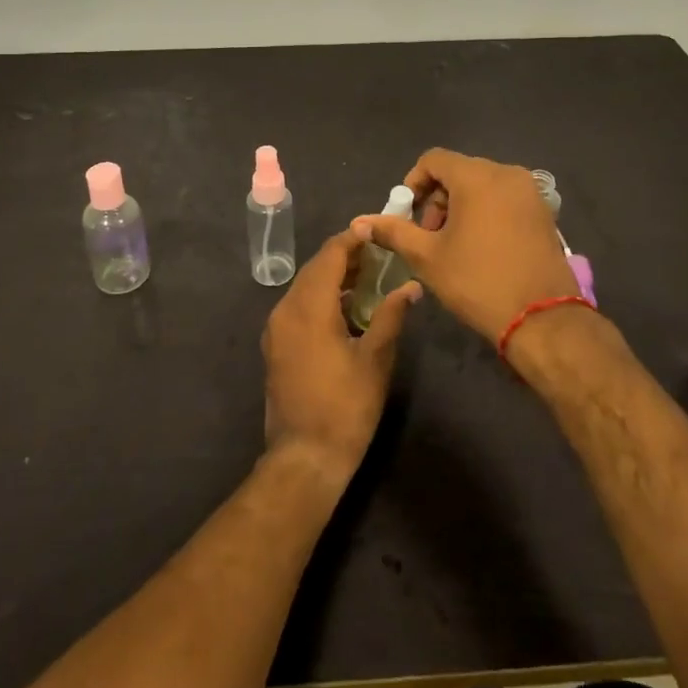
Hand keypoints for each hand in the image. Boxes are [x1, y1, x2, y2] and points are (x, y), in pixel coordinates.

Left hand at [262, 232, 418, 483]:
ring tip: (368, 276)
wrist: (304, 457)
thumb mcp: (375, 359)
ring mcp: (276, 329)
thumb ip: (392, 316)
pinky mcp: (276, 346)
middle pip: (315, 269)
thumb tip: (411, 286)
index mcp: (309, 307)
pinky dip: (321, 297)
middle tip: (378, 253)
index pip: (330, 256)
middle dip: (345, 257)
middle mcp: (285, 310)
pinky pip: (298, 307)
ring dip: (333, 277)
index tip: (375, 229)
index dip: (352, 239)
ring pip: (305, 287)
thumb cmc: (345, 407)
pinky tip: (345, 307)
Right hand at [352, 148, 576, 344]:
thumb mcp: (427, 257)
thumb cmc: (478, 281)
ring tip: (453, 245)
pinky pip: (504, 198)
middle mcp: (506, 173)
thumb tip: (359, 222)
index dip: (413, 183)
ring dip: (460, 206)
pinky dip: (486, 212)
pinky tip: (481, 247)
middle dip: (437, 198)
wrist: (542, 319)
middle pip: (459, 172)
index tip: (407, 215)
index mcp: (477, 176)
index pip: (434, 159)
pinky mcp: (544, 212)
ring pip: (482, 185)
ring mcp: (529, 192)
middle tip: (428, 236)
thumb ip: (393, 232)